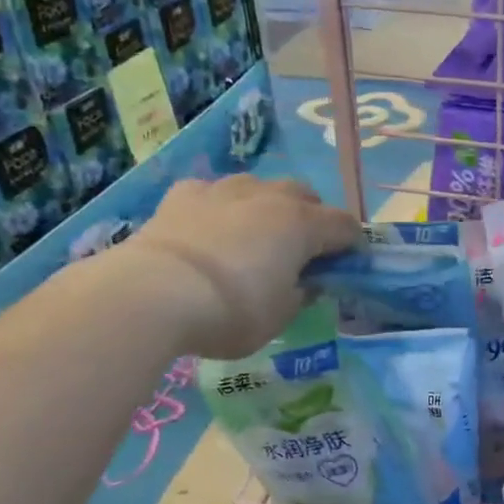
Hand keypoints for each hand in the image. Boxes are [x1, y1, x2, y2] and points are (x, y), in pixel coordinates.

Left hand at [117, 176, 360, 358]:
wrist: (153, 294)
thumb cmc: (231, 311)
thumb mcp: (280, 316)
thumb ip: (301, 294)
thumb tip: (306, 282)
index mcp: (302, 225)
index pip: (345, 226)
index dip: (351, 245)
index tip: (347, 266)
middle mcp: (269, 197)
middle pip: (304, 195)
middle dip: (311, 218)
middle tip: (302, 251)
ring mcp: (224, 190)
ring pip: (259, 187)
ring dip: (267, 207)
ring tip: (256, 236)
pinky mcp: (183, 194)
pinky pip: (214, 193)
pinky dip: (221, 208)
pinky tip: (210, 229)